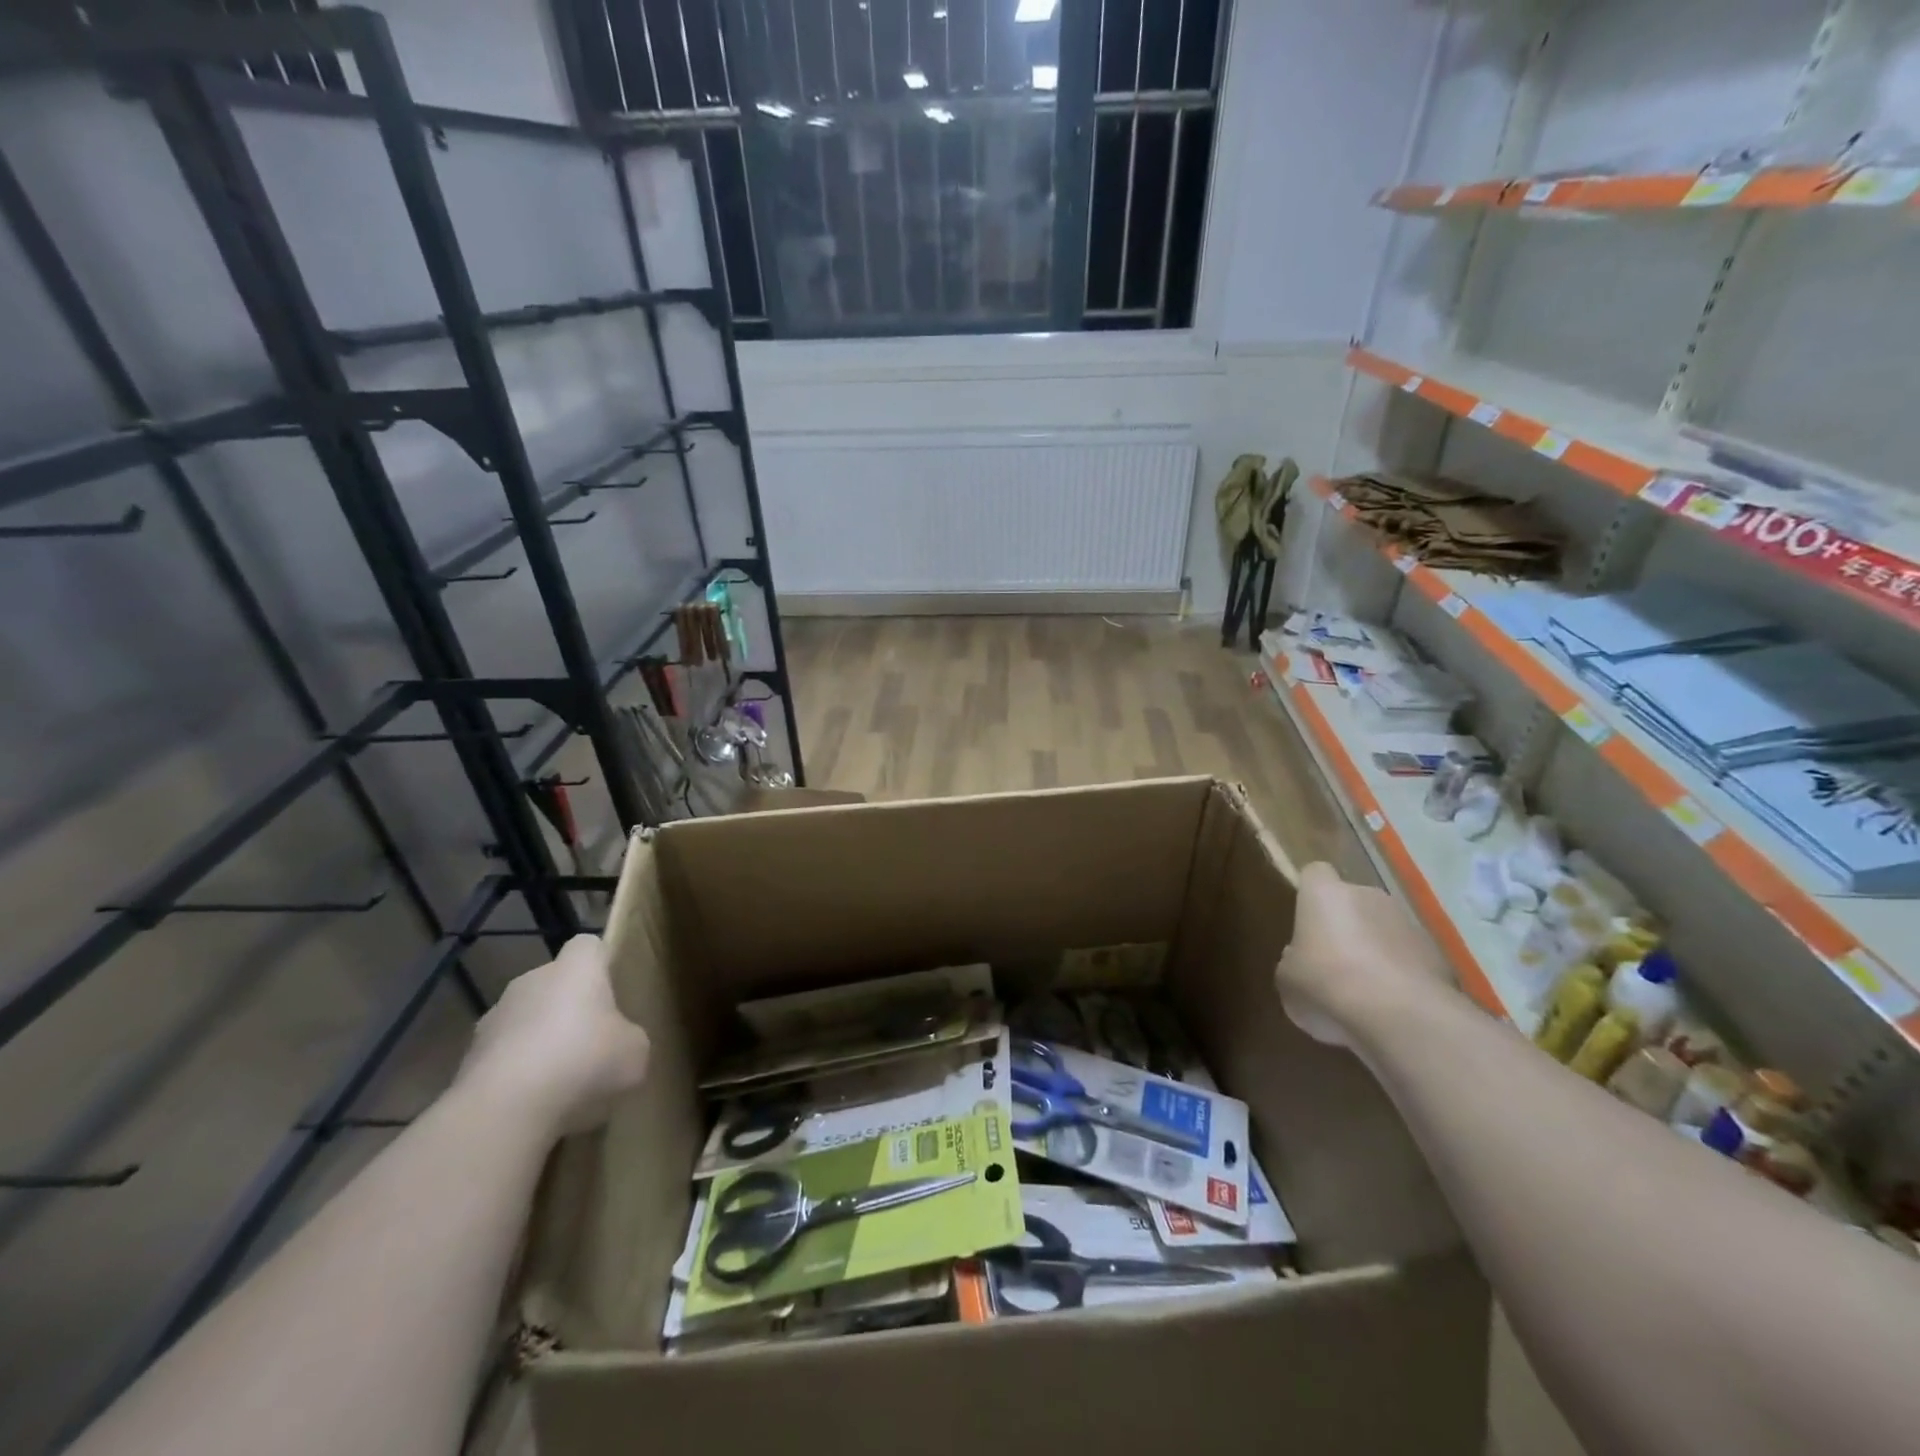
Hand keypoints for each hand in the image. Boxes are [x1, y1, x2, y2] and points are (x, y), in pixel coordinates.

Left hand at [457, 935, 650, 1133]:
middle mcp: (532, 980)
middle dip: (570, 1008)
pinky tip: (533, 1104)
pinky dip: (517, 1074)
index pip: (589, 946)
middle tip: (592, 1043)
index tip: (614, 991)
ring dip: (540, 1041)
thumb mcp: (635, 1051)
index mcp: (576, 967)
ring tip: (560, 1081)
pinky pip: (504, 1057)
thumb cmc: (583, 1061)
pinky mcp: (468, 1057)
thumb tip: (619, 1043)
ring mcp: (494, 1017)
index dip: (602, 964)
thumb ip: (629, 1037)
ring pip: (527, 1020)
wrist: (504, 1108)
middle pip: (555, 984)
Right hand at [1275, 862, 1454, 1045]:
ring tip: (1366, 990)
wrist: (1400, 1017)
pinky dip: (1401, 974)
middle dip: (1346, 925)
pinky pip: (1409, 957)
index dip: (1310, 894)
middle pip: (1353, 901)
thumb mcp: (1288, 978)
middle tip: (1333, 962)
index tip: (1306, 921)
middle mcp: (1368, 896)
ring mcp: (1408, 922)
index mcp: (1325, 894)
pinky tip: (1393, 1005)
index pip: (1315, 873)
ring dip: (1375, 950)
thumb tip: (1303, 957)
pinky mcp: (1437, 954)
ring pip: (1384, 929)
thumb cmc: (1327, 984)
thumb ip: (1294, 959)